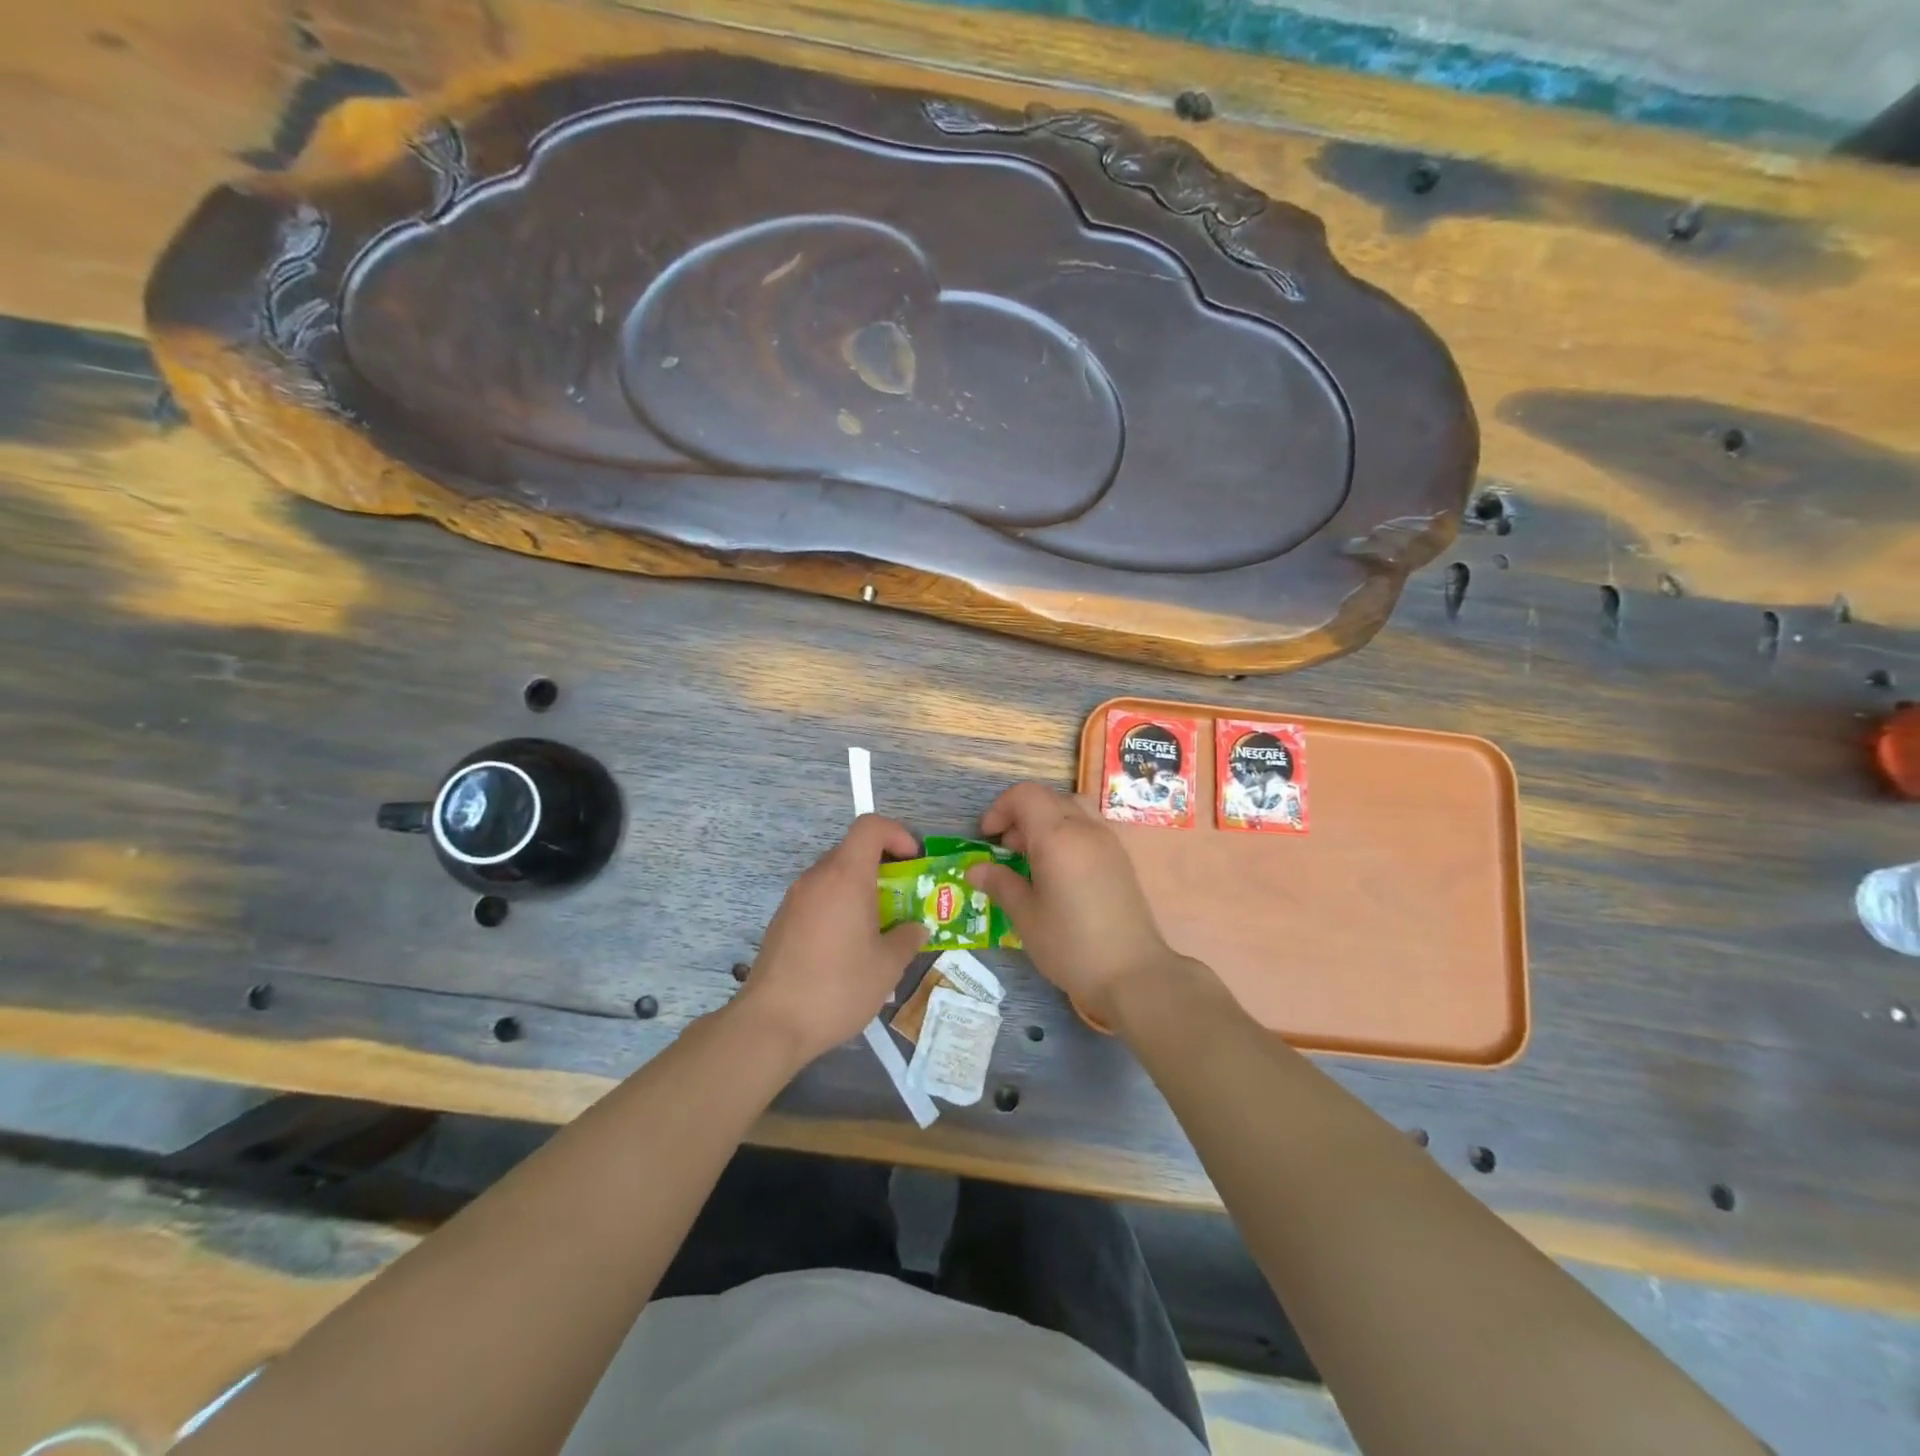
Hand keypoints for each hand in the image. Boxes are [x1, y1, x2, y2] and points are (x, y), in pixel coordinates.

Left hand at [735, 814, 928, 1066]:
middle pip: (853, 851)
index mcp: (845, 877)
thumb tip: (916, 928)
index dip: (897, 834)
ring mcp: (795, 899)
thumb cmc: (837, 987)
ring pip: (835, 876)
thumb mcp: (887, 966)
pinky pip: (819, 898)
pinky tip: (848, 947)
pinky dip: (840, 907)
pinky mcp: (782, 921)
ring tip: (879, 928)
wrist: (771, 1024)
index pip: (870, 826)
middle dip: (884, 867)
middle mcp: (817, 878)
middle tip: (904, 899)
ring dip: (861, 890)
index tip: (913, 862)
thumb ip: (908, 939)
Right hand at [965, 783, 1189, 1027]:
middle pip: (1048, 798)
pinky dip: (1067, 834)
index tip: (987, 837)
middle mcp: (1085, 829)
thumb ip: (1001, 884)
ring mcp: (1108, 842)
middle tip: (1007, 849)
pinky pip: (1089, 828)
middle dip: (1021, 815)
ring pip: (1072, 809)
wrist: (1133, 974)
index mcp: (1057, 836)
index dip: (1000, 808)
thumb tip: (976, 869)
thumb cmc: (1071, 945)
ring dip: (1046, 821)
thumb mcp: (1026, 917)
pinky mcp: (1121, 860)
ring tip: (1033, 858)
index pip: (1025, 795)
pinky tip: (1059, 872)